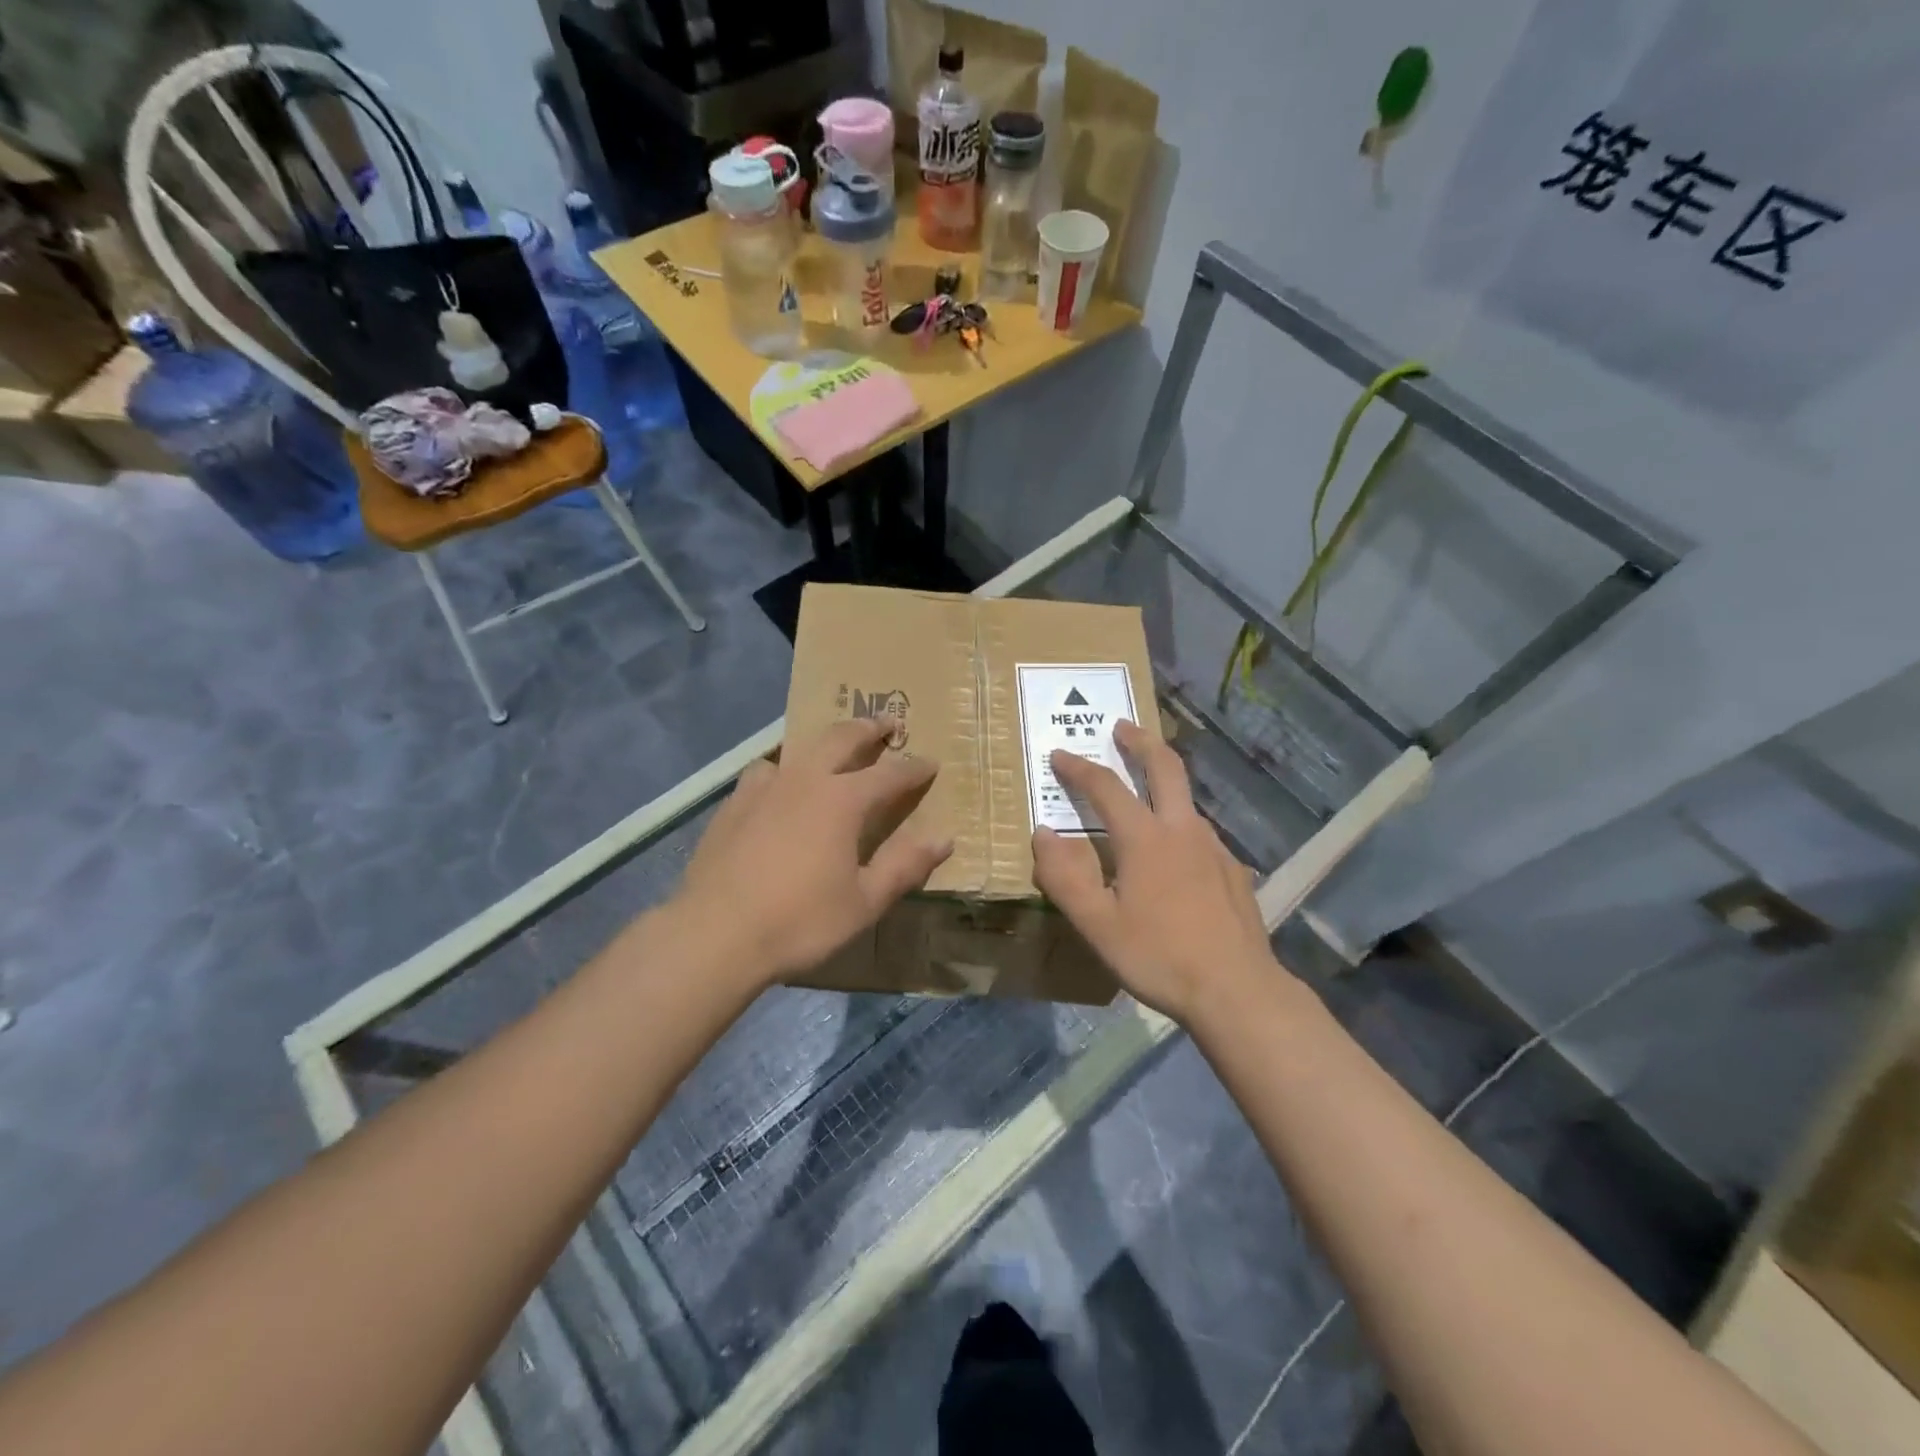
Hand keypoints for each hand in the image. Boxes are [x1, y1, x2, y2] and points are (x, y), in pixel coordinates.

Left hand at [676, 718, 952, 983]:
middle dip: (869, 728)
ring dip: (822, 744)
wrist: (714, 935)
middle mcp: (804, 781)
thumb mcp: (864, 902)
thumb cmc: (799, 921)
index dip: (914, 768)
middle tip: (886, 723)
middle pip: (841, 738)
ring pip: (798, 749)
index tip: (931, 763)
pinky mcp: (732, 805)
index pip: (890, 774)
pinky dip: (782, 771)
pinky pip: (764, 772)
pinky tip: (777, 791)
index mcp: (842, 801)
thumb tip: (944, 838)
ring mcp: (763, 789)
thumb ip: (905, 866)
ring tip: (830, 753)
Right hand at [1032, 721, 1278, 1023]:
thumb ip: (1064, 877)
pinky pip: (1201, 834)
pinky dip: (1180, 824)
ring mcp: (1215, 848)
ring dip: (1163, 781)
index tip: (1059, 754)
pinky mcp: (1234, 871)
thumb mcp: (1097, 925)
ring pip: (1186, 800)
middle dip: (1140, 741)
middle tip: (1121, 726)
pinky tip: (1176, 854)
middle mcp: (1183, 830)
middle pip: (1164, 767)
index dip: (1079, 768)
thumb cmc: (1158, 956)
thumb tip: (1042, 834)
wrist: (1238, 991)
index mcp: (1145, 838)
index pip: (1106, 787)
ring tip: (1144, 791)